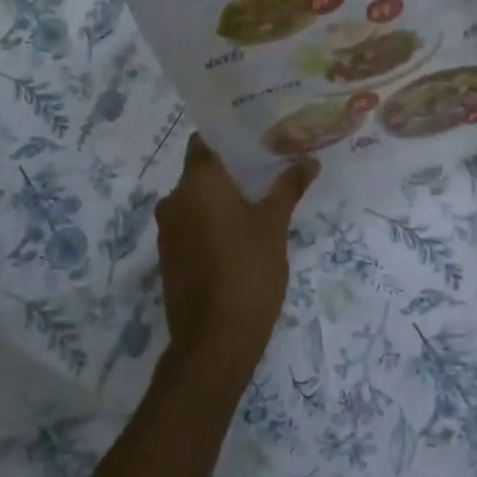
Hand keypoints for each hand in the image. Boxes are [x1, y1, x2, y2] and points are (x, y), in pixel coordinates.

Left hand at [154, 134, 317, 385]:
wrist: (215, 340)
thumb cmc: (248, 271)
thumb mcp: (274, 226)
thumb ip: (288, 188)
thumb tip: (309, 161)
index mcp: (196, 184)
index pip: (204, 141)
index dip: (228, 136)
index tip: (256, 136)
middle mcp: (173, 200)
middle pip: (201, 171)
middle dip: (231, 169)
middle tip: (268, 168)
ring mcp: (167, 231)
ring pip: (196, 200)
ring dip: (222, 198)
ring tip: (259, 199)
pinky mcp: (169, 257)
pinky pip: (191, 225)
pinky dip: (211, 222)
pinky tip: (239, 233)